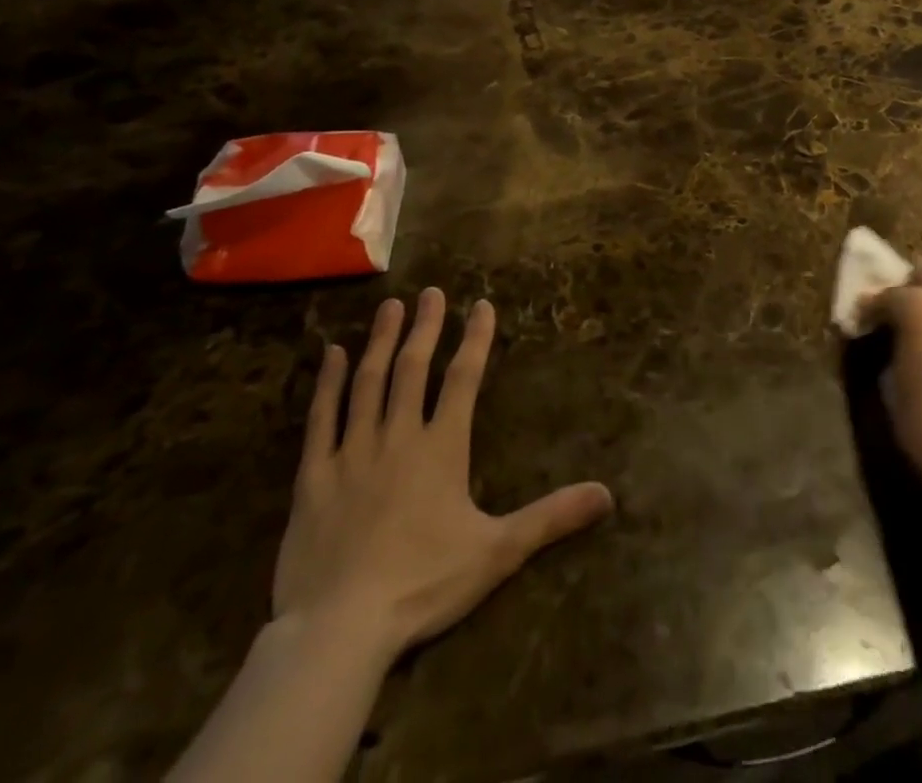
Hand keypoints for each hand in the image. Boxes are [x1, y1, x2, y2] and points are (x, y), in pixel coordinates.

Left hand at [272, 289, 613, 662]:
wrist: (339, 629)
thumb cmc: (423, 584)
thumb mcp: (498, 552)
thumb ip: (551, 517)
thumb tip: (607, 495)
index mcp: (442, 448)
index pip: (463, 380)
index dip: (475, 340)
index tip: (481, 305)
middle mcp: (398, 437)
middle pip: (414, 369)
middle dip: (426, 327)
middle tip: (431, 292)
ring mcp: (352, 453)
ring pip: (368, 383)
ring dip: (381, 342)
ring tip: (390, 307)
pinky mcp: (314, 477)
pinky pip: (320, 419)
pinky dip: (327, 383)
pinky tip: (330, 354)